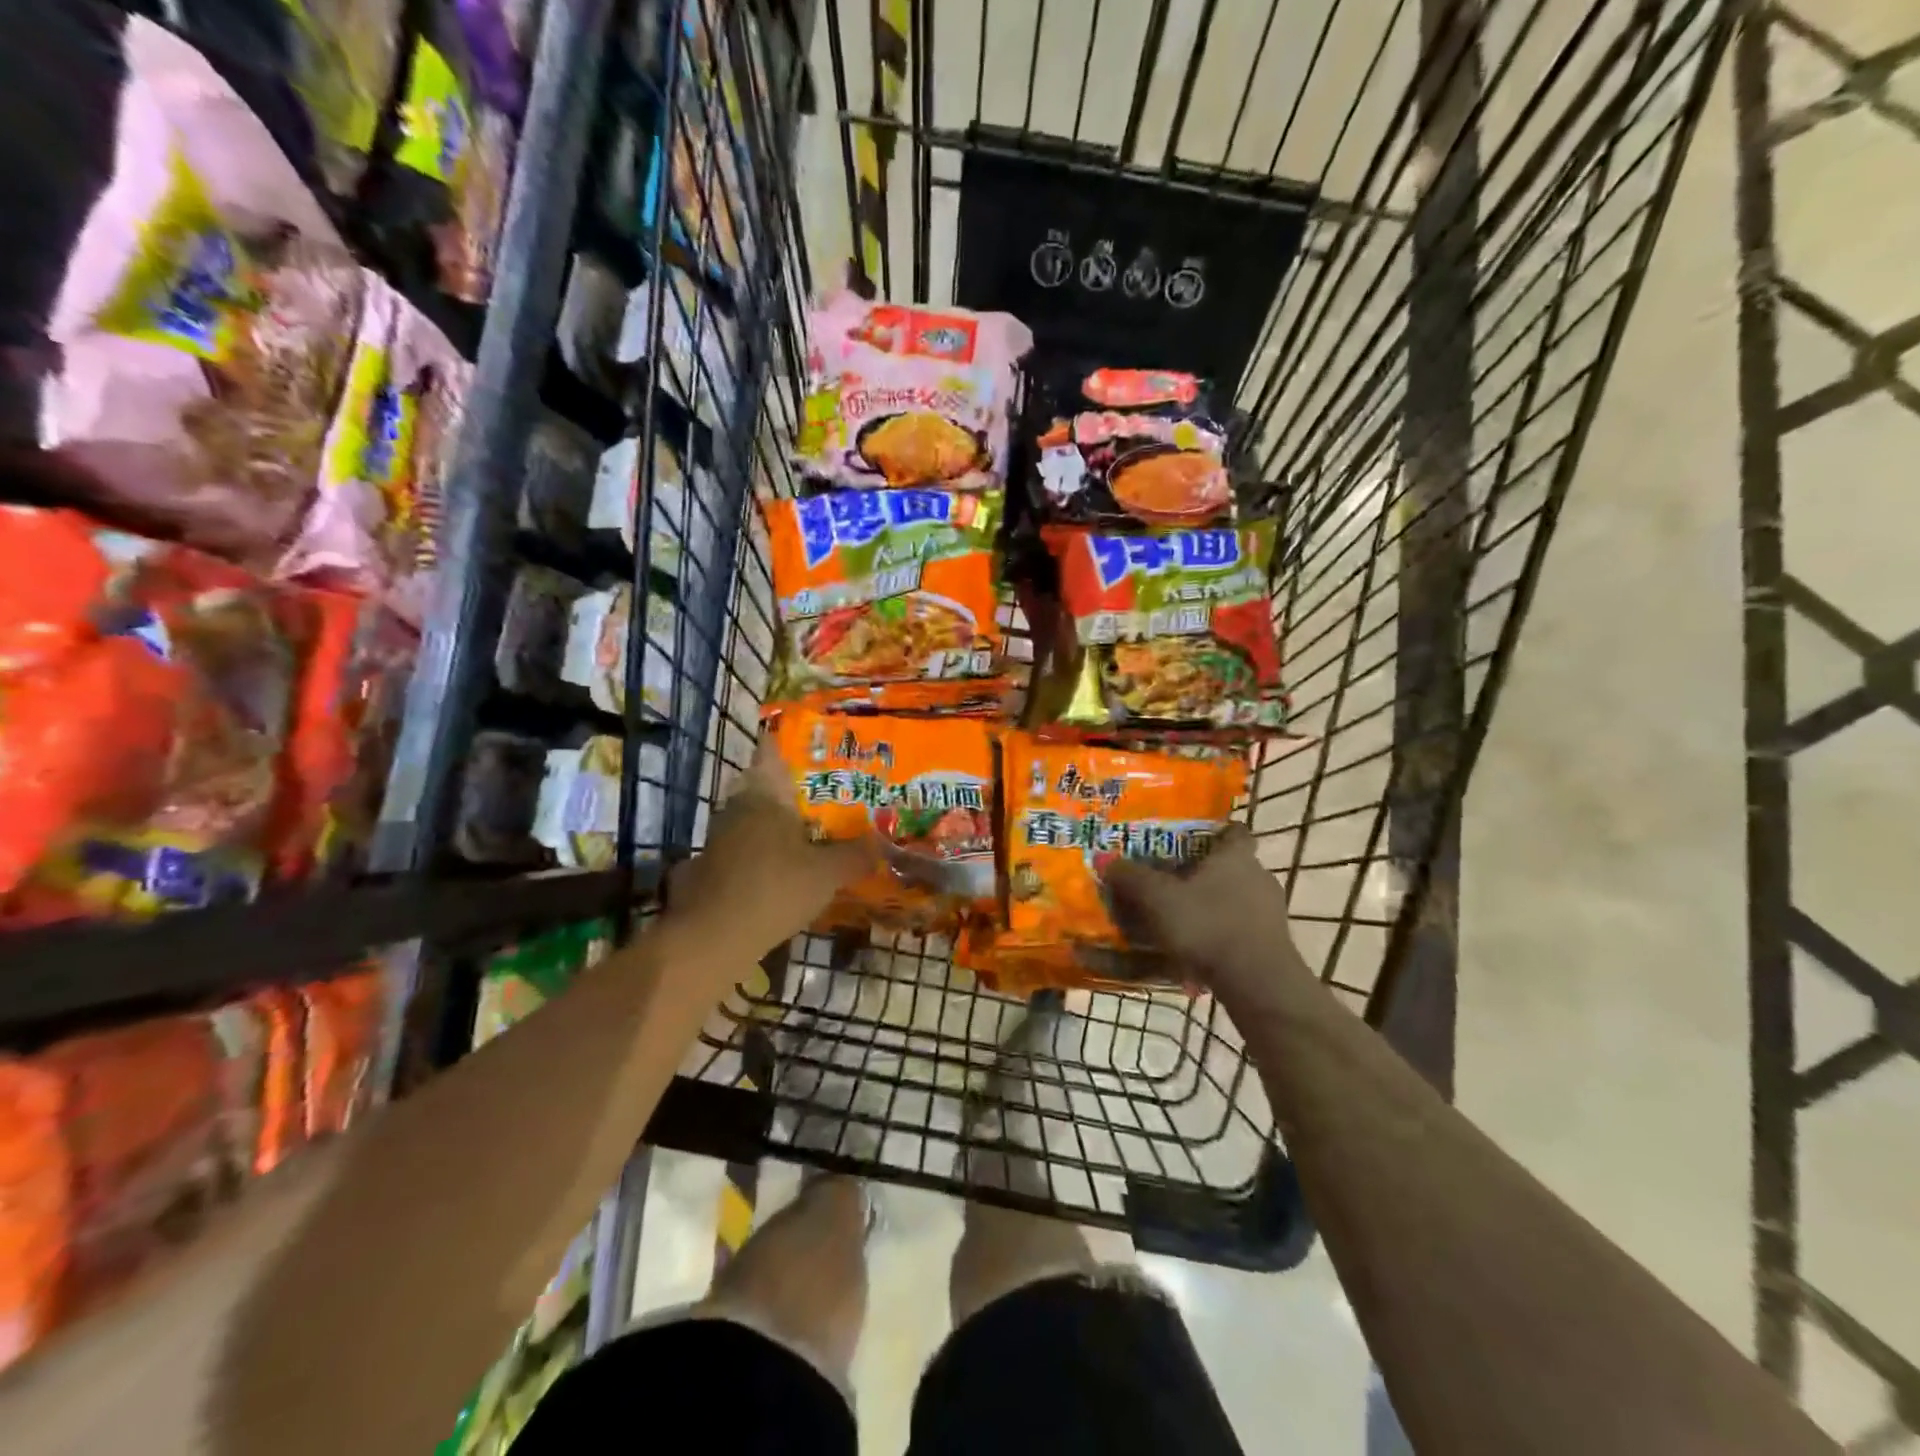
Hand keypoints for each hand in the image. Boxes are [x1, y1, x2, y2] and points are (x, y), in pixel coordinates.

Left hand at [665, 741, 878, 966]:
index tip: (811, 746)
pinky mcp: (711, 865)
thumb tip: (881, 842)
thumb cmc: (775, 889)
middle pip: (764, 786)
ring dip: (775, 824)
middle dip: (790, 790)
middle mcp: (739, 806)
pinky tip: (782, 869)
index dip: (788, 743)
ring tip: (809, 833)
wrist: (713, 937)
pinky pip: (743, 847)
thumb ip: (855, 855)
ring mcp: (720, 836)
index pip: (772, 751)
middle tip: (823, 797)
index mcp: (766, 795)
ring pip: (753, 818)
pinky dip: (761, 852)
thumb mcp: (827, 874)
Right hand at [1103, 826, 1314, 1011]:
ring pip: (1237, 898)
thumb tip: (1103, 858)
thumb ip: (1131, 877)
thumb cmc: (1207, 924)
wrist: (1257, 982)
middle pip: (1232, 866)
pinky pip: (1241, 928)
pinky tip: (1198, 948)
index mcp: (1235, 856)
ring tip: (1181, 918)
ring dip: (1213, 905)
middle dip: (1205, 872)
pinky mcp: (1273, 943)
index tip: (1192, 840)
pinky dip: (1221, 932)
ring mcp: (1270, 912)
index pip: (1234, 831)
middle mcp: (1258, 876)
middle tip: (1173, 881)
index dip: (1215, 832)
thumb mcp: (1158, 899)